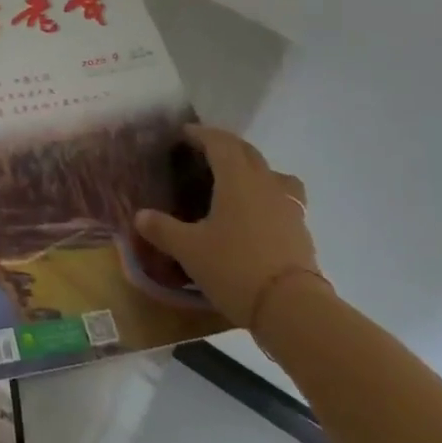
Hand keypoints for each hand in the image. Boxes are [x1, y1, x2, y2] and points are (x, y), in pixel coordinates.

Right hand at [134, 126, 322, 329]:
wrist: (293, 309)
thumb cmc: (235, 267)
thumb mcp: (188, 249)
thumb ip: (162, 229)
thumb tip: (140, 216)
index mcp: (236, 178)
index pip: (219, 142)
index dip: (201, 134)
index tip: (183, 133)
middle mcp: (264, 183)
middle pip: (246, 151)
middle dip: (224, 146)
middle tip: (203, 153)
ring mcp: (288, 205)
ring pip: (271, 172)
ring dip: (252, 168)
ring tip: (236, 181)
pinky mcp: (301, 229)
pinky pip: (283, 197)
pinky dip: (267, 195)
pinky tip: (255, 214)